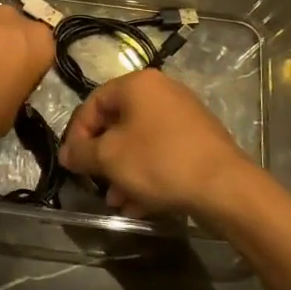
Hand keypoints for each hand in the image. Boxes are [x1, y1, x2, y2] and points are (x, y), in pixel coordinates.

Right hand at [59, 70, 255, 218]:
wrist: (224, 186)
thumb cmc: (159, 161)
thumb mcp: (109, 157)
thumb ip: (81, 152)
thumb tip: (66, 153)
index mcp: (137, 84)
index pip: (93, 103)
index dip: (77, 134)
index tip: (73, 163)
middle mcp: (161, 91)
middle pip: (117, 123)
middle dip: (103, 158)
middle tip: (95, 183)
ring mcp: (183, 114)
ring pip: (140, 142)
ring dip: (123, 171)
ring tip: (117, 201)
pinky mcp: (198, 139)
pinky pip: (161, 152)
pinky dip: (147, 174)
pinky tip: (140, 205)